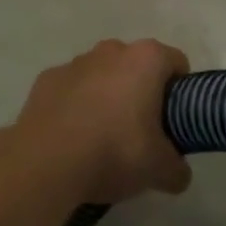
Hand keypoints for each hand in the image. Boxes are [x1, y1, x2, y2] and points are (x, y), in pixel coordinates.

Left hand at [3, 39, 192, 204]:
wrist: (44, 163)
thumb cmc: (114, 152)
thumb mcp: (158, 169)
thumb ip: (177, 169)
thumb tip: (179, 175)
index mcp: (146, 59)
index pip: (177, 63)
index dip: (180, 91)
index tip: (175, 120)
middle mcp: (112, 50)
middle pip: (137, 66)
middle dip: (142, 92)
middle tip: (141, 132)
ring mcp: (75, 62)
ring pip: (102, 75)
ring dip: (107, 96)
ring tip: (102, 138)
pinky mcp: (46, 79)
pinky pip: (71, 89)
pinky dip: (75, 105)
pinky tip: (72, 137)